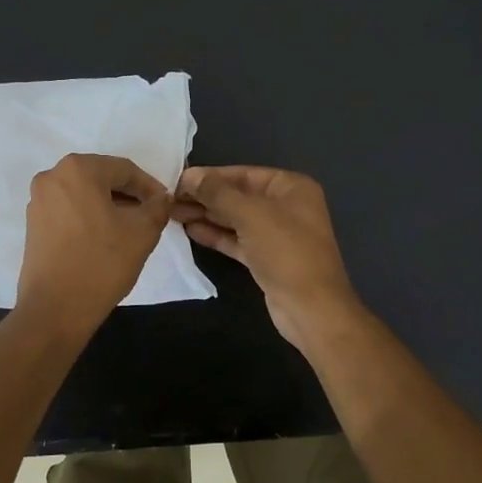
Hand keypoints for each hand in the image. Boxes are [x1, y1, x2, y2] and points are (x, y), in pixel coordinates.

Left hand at [16, 154, 170, 341]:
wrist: (55, 309)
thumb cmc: (102, 263)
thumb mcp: (143, 232)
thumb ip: (158, 207)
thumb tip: (162, 198)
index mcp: (78, 169)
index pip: (124, 169)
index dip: (149, 187)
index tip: (165, 205)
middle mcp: (52, 177)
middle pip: (102, 178)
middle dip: (128, 195)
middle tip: (150, 215)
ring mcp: (38, 201)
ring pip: (84, 194)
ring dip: (109, 206)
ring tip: (130, 228)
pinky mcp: (33, 224)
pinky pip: (69, 210)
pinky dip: (89, 217)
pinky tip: (105, 238)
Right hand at [173, 165, 363, 348]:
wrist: (312, 308)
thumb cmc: (286, 251)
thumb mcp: (251, 215)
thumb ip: (218, 193)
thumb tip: (190, 176)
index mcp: (291, 187)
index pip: (244, 174)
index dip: (211, 176)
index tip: (178, 180)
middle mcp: (286, 206)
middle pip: (239, 196)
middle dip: (206, 197)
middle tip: (170, 198)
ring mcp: (277, 235)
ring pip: (236, 219)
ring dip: (207, 215)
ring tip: (173, 213)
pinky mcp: (267, 259)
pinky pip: (238, 240)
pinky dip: (217, 235)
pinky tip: (191, 230)